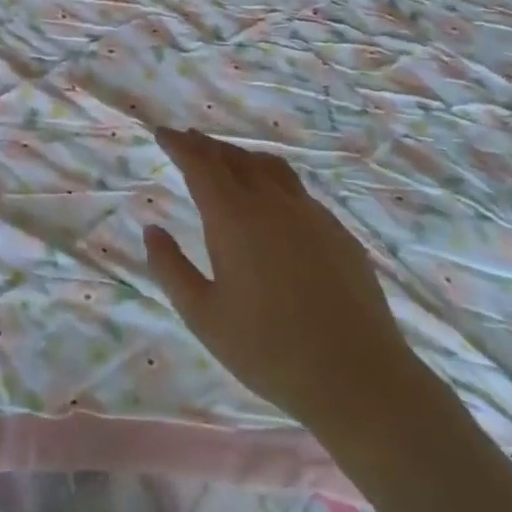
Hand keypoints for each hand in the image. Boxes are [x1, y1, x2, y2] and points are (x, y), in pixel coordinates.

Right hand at [142, 128, 420, 448]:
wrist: (359, 378)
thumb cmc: (268, 350)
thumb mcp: (203, 316)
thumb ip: (171, 268)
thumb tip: (152, 230)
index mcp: (234, 219)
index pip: (201, 165)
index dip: (179, 145)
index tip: (162, 133)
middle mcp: (272, 204)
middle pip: (235, 159)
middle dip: (207, 146)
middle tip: (187, 141)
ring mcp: (311, 215)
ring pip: (270, 168)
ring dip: (241, 157)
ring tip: (226, 161)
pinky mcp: (338, 233)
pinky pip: (297, 190)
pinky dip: (272, 180)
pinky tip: (272, 201)